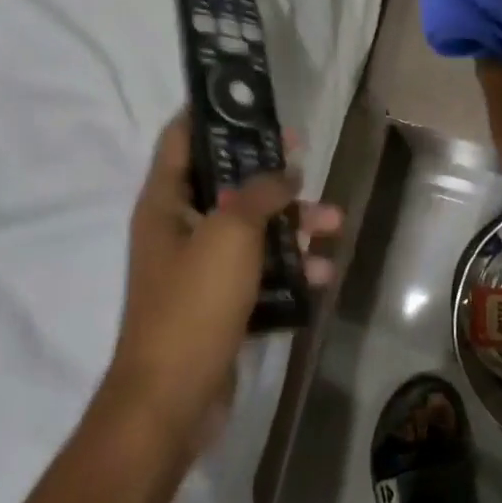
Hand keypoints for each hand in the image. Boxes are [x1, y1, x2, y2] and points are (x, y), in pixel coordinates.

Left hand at [110, 114, 339, 446]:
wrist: (171, 401)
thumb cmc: (193, 304)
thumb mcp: (230, 235)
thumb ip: (259, 193)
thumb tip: (282, 172)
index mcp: (166, 202)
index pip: (181, 138)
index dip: (213, 113)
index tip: (252, 101)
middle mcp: (179, 227)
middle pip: (228, 181)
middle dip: (270, 171)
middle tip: (306, 156)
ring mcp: (199, 267)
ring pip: (252, 228)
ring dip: (292, 223)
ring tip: (335, 223)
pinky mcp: (219, 301)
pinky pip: (259, 270)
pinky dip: (289, 267)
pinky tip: (322, 274)